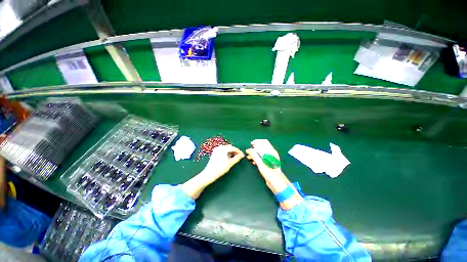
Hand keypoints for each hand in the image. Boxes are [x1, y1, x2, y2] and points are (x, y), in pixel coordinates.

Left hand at [182, 145, 244, 198]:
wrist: (209, 174)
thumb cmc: (220, 169)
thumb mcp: (230, 163)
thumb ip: (237, 158)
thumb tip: (242, 155)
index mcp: (223, 149)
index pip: (233, 148)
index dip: (239, 151)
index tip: (243, 155)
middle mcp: (220, 147)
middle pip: (230, 147)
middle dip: (235, 151)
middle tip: (239, 157)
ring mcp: (216, 149)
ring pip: (226, 149)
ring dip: (231, 152)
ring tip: (235, 157)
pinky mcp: (215, 152)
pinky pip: (223, 150)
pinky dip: (227, 153)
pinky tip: (229, 158)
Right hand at [246, 139, 282, 180]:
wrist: (276, 182)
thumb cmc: (269, 172)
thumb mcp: (260, 163)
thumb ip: (254, 155)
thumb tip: (249, 149)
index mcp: (271, 151)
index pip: (264, 142)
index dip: (257, 142)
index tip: (251, 144)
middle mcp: (272, 153)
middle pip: (263, 147)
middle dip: (255, 148)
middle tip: (249, 151)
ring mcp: (271, 158)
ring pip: (262, 152)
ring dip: (255, 153)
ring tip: (249, 157)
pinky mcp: (269, 163)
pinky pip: (262, 157)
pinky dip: (258, 158)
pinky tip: (254, 162)